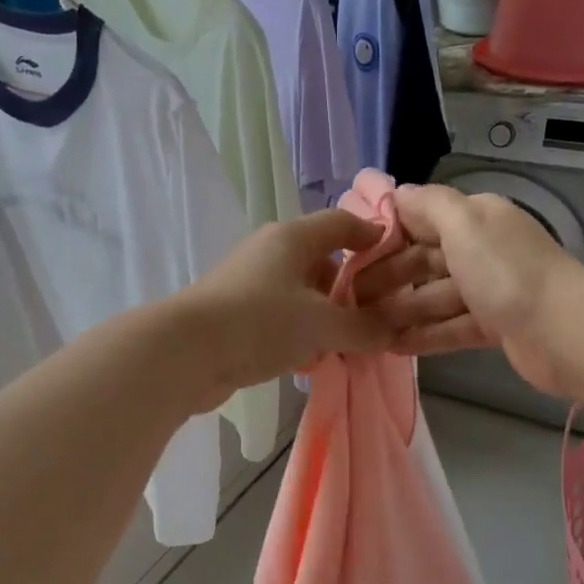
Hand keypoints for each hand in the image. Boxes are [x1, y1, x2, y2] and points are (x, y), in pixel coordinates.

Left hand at [171, 209, 394, 408]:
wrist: (185, 353)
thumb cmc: (261, 322)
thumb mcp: (322, 324)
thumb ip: (363, 327)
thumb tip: (393, 329)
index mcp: (293, 238)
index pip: (342, 222)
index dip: (372, 236)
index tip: (398, 259)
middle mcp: (270, 253)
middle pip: (322, 261)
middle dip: (351, 289)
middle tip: (378, 317)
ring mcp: (250, 284)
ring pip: (301, 294)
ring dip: (326, 316)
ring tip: (350, 344)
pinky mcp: (237, 315)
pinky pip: (281, 318)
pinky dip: (301, 333)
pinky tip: (313, 360)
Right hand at [362, 184, 583, 396]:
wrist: (565, 333)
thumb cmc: (507, 272)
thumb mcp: (464, 224)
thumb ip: (429, 205)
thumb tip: (398, 193)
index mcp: (477, 219)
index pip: (422, 220)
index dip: (387, 235)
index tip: (350, 255)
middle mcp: (483, 250)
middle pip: (425, 260)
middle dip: (387, 277)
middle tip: (347, 299)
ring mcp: (490, 291)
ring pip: (434, 297)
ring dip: (400, 310)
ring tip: (362, 327)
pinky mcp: (495, 327)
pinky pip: (450, 327)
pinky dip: (423, 335)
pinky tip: (390, 346)